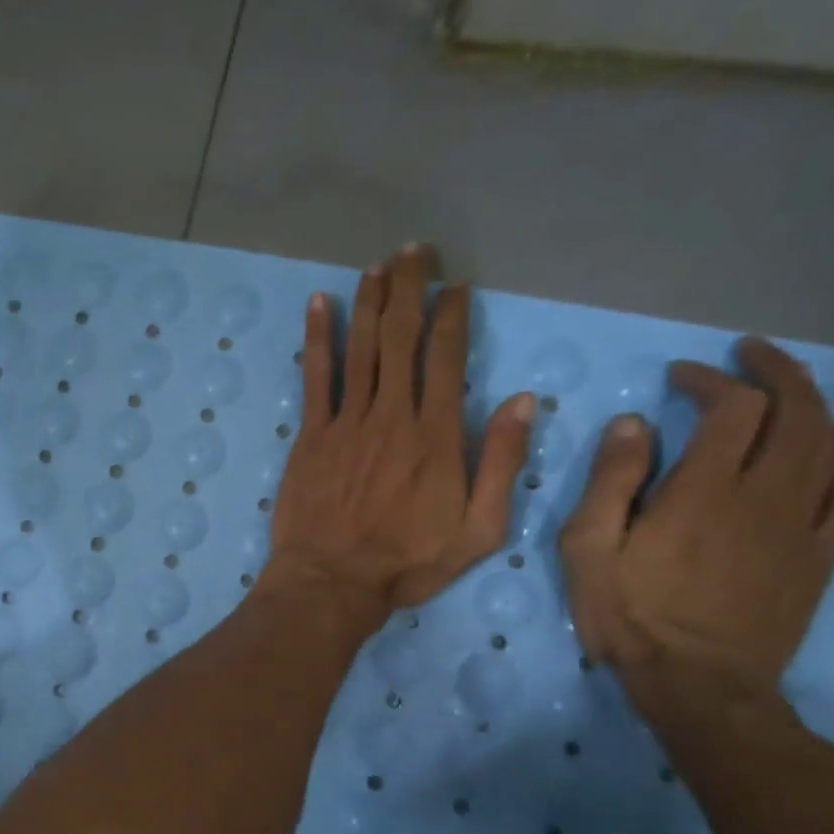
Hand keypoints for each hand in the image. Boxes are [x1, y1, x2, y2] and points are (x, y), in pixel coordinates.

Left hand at [257, 244, 536, 629]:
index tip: (456, 285)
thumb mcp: (479, 529)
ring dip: (369, 302)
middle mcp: (391, 416)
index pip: (447, 357)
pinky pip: (315, 377)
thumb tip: (522, 400)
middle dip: (410, 289)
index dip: (452, 315)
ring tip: (378, 265)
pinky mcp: (311, 435)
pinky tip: (319, 303)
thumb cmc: (407, 563)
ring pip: (361, 348)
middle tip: (416, 252)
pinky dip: (318, 338)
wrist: (332, 582)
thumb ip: (501, 462)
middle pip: (401, 338)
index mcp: (436, 436)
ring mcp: (346, 422)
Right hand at [559, 338, 833, 705]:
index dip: (710, 380)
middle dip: (773, 372)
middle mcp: (763, 497)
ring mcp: (800, 526)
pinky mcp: (819, 555)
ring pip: (829, 445)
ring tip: (789, 384)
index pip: (730, 409)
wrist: (700, 686)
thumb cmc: (630, 616)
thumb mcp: (588, 549)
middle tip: (746, 356)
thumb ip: (610, 482)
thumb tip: (633, 424)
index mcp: (702, 492)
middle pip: (794, 413)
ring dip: (813, 402)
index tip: (679, 376)